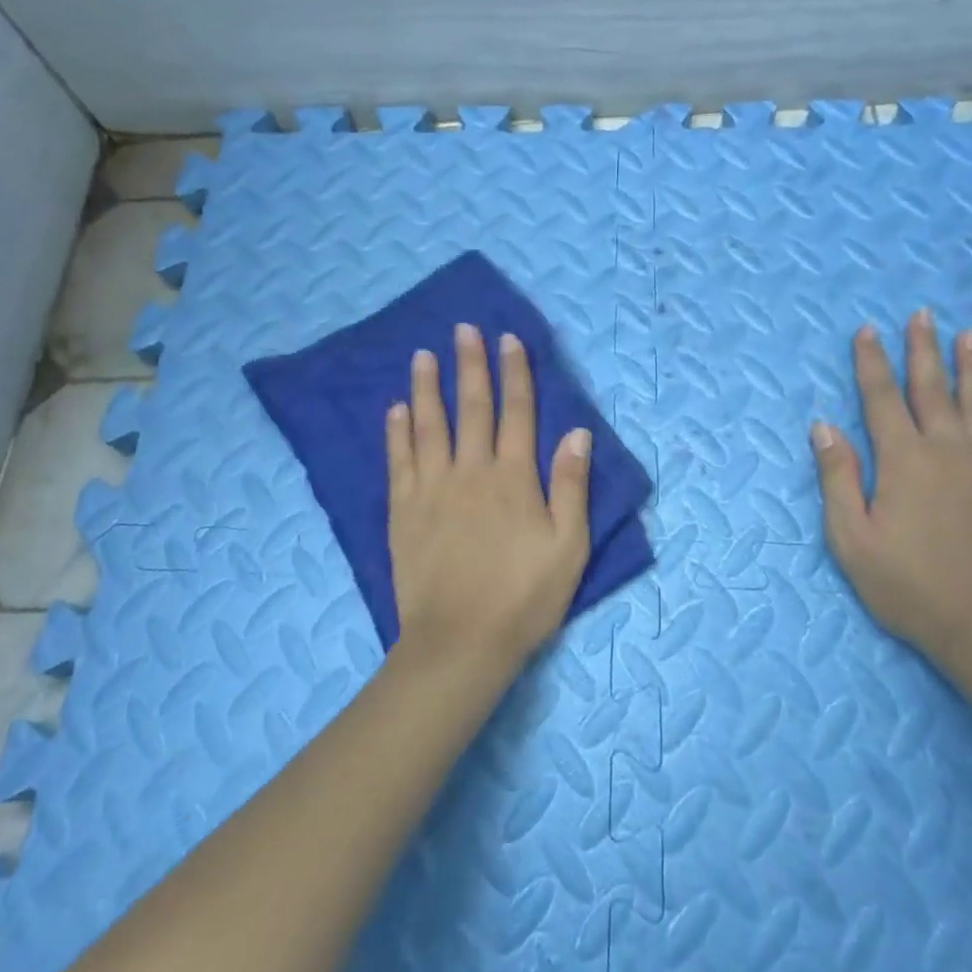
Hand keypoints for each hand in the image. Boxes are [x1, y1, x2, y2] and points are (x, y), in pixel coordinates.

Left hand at [386, 324, 592, 677]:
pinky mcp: (403, 511)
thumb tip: (577, 431)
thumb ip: (571, 486)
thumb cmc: (524, 598)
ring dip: (426, 387)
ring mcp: (431, 489)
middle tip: (463, 329)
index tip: (509, 339)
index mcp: (513, 478)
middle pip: (471, 407)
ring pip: (428, 425)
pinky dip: (396, 432)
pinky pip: (398, 461)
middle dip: (469, 365)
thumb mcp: (569, 547)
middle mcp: (470, 471)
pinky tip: (394, 409)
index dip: (515, 373)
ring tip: (422, 355)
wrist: (460, 643)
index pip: (516, 412)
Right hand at [812, 311, 971, 676]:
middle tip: (921, 314)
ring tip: (967, 334)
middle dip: (922, 349)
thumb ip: (838, 478)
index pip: (881, 398)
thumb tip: (824, 426)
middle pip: (932, 388)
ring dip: (971, 364)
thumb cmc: (910, 587)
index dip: (872, 362)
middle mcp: (948, 449)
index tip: (867, 330)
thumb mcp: (852, 540)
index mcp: (903, 460)